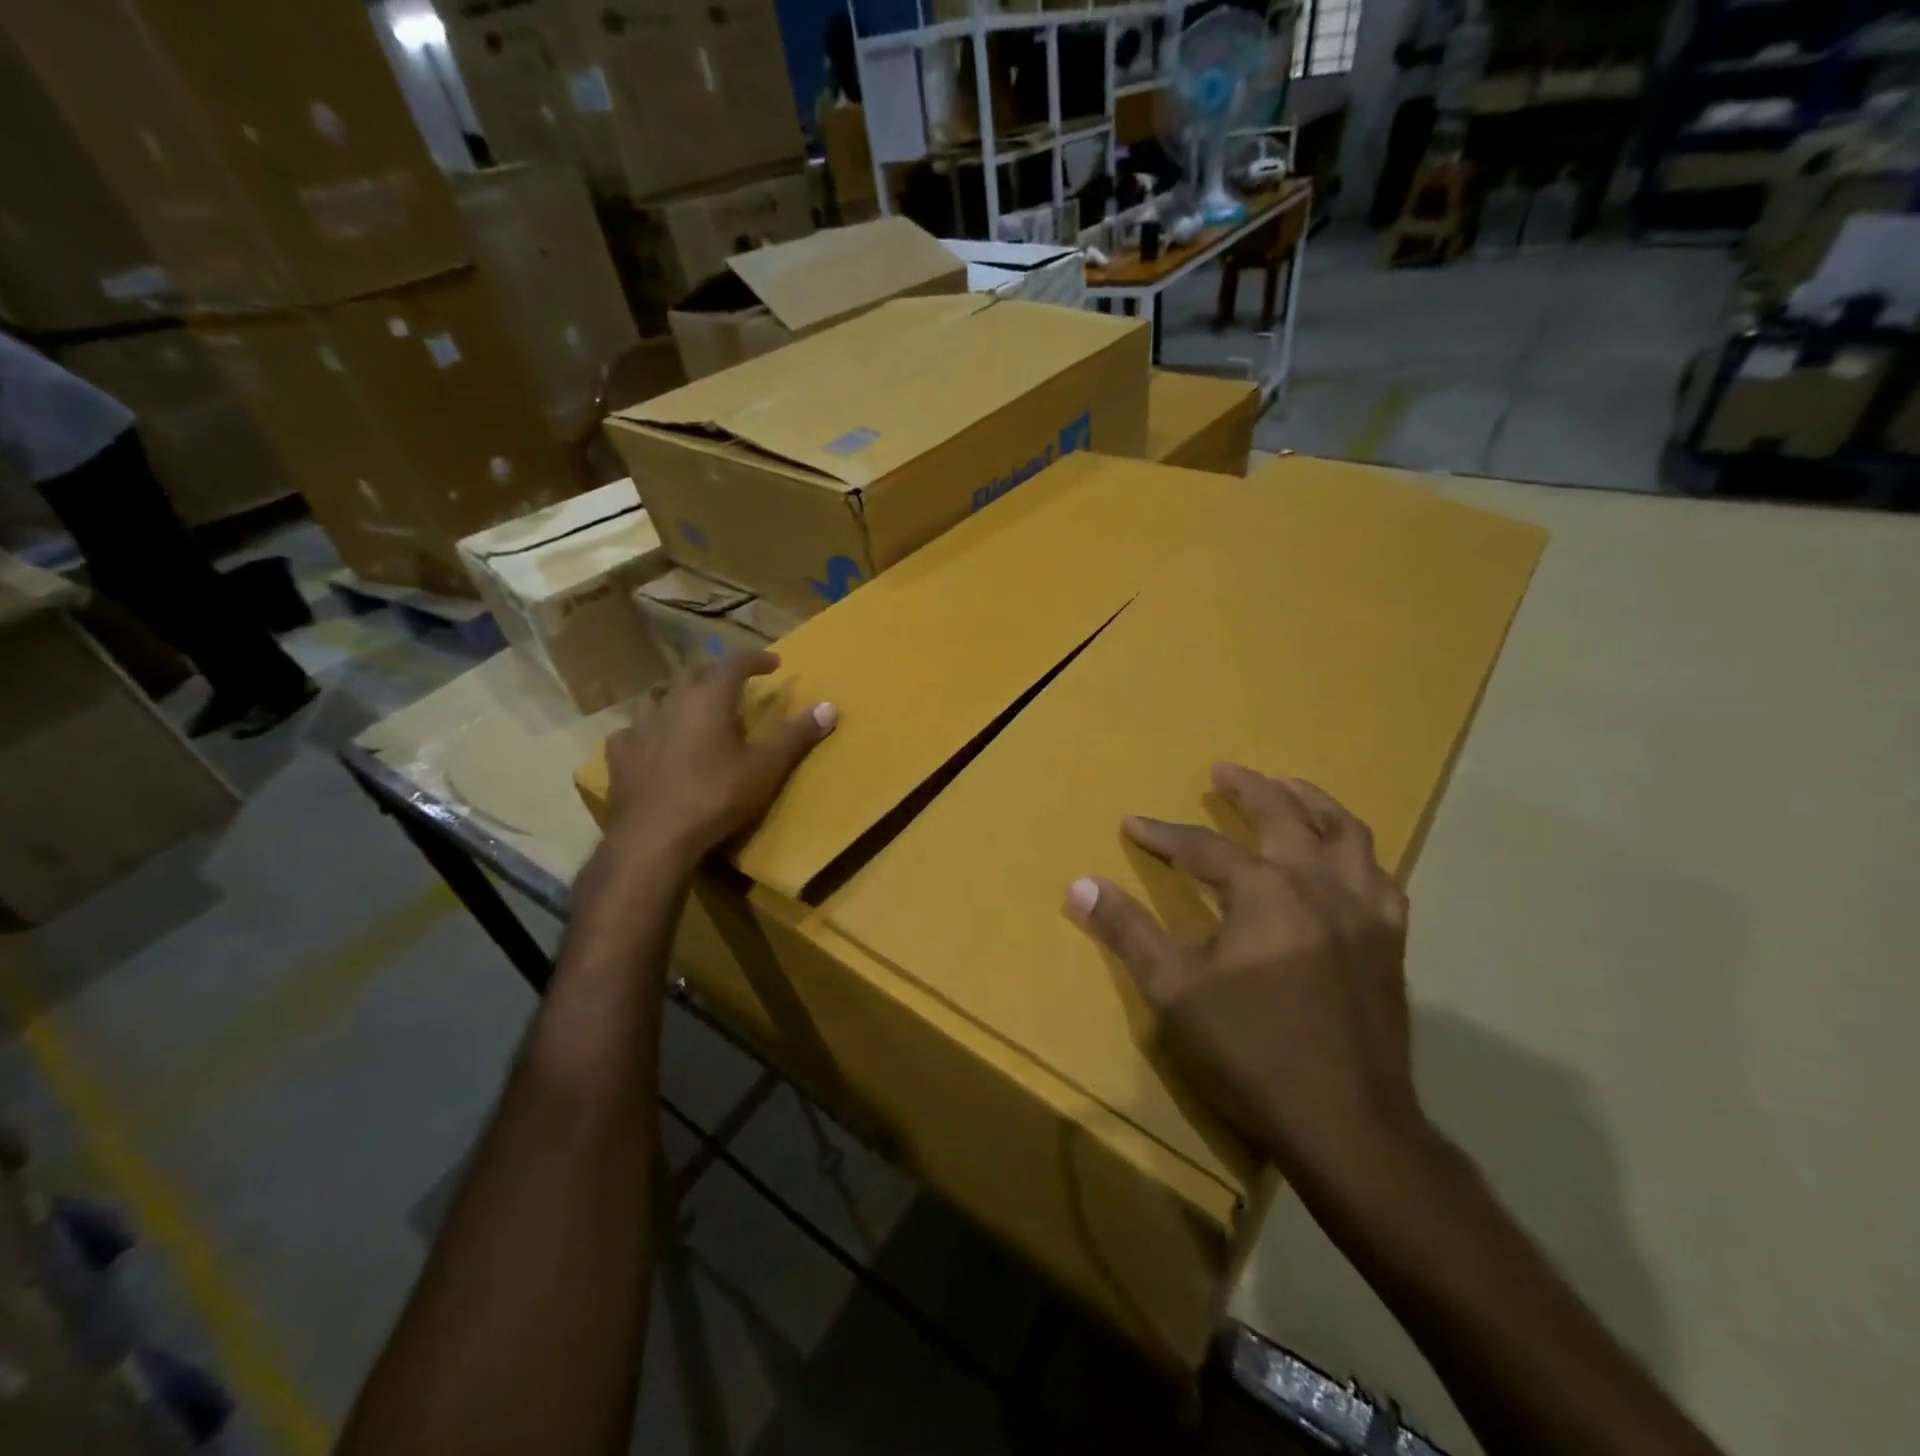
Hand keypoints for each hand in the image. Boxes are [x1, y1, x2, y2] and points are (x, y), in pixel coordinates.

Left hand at [601, 651, 834, 864]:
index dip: (755, 659)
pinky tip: (654, 740)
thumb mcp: (766, 768)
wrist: (655, 837)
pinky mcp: (621, 754)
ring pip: (660, 695)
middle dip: (718, 671)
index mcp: (708, 699)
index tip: (773, 663)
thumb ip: (796, 735)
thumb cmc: (716, 797)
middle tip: (735, 680)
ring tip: (692, 702)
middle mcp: (672, 702)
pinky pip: (635, 730)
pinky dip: (651, 728)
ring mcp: (641, 726)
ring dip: (680, 693)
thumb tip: (829, 707)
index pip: (734, 663)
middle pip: (695, 673)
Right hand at [1065, 764, 1427, 1186]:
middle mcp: (1319, 882)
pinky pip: (1379, 873)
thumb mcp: (1174, 991)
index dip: (1163, 834)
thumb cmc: (1252, 1052)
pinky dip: (1356, 852)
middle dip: (1248, 788)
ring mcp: (1364, 908)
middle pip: (1283, 814)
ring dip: (1312, 801)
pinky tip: (1344, 858)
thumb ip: (1128, 931)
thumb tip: (1080, 884)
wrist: (1348, 1122)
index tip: (1133, 824)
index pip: (1203, 847)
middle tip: (1223, 771)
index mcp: (1264, 890)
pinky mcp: (1391, 938)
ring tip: (1288, 787)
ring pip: (1345, 831)